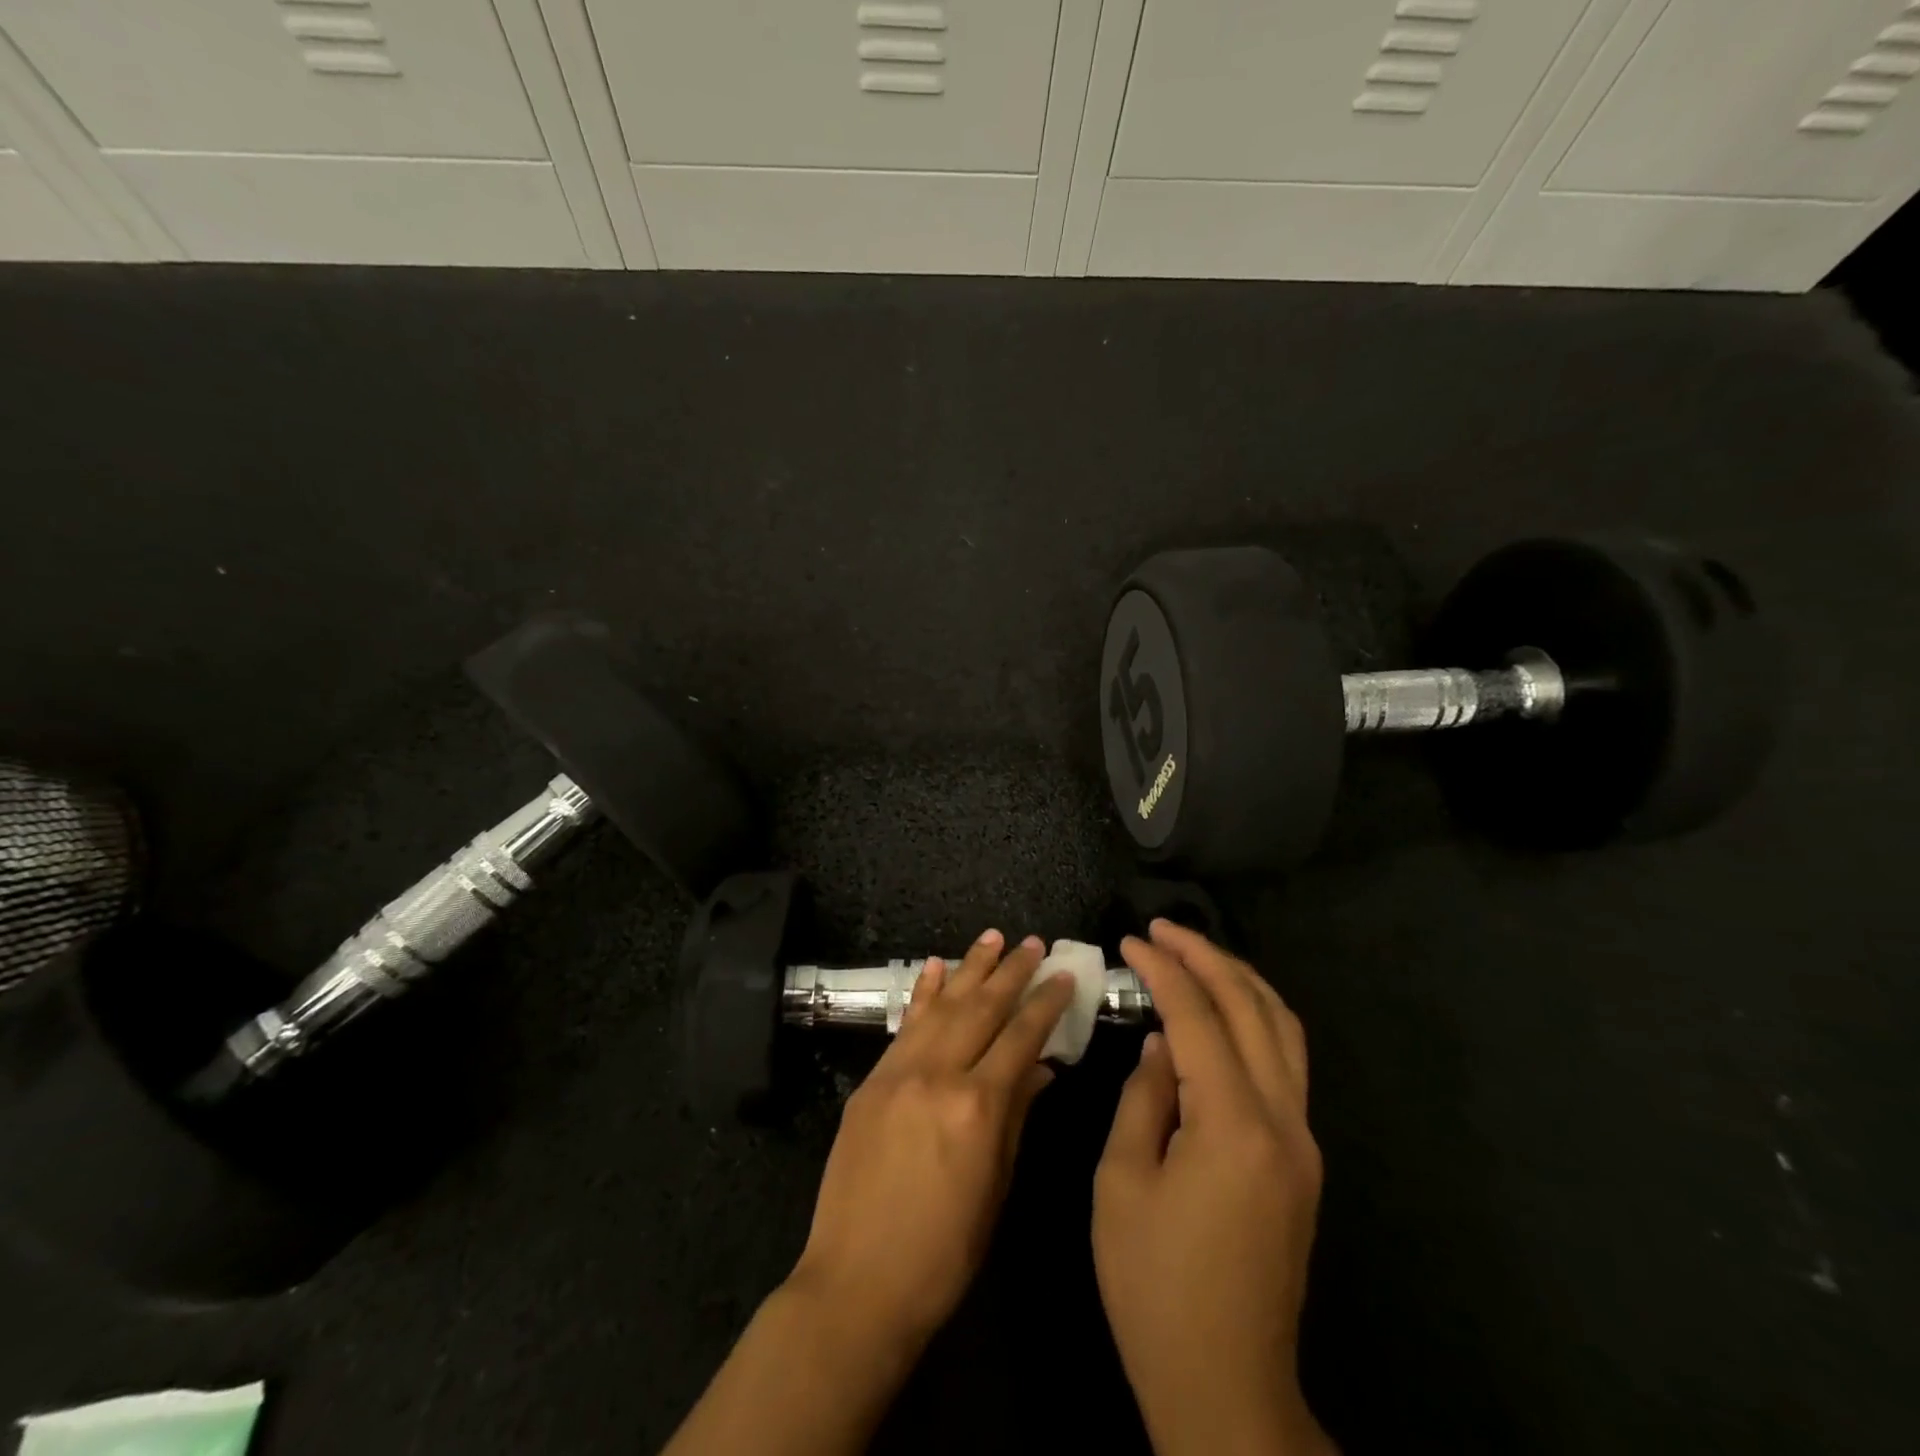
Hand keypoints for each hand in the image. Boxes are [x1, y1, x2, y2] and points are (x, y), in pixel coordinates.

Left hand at [786, 929, 1075, 1350]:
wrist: (857, 1283)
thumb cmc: (943, 1252)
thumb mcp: (995, 1187)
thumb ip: (1017, 1117)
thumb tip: (1042, 1068)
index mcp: (978, 1106)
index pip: (1020, 1038)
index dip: (1044, 1004)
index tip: (1062, 975)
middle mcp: (938, 1075)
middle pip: (982, 1009)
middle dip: (1011, 972)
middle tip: (1031, 943)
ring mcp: (898, 1073)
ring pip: (942, 1006)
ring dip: (969, 968)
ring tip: (992, 937)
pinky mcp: (870, 1081)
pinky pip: (904, 1025)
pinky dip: (922, 993)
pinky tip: (934, 966)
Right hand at [1093, 921, 1333, 1455]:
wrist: (1226, 1383)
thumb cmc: (1154, 1285)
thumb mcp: (1122, 1182)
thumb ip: (1144, 1099)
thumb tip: (1161, 1046)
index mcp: (1232, 1126)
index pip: (1198, 1017)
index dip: (1163, 970)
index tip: (1130, 940)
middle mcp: (1282, 1121)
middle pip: (1253, 1009)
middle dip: (1207, 957)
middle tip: (1163, 929)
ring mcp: (1302, 1141)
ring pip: (1284, 1030)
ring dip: (1240, 981)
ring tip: (1196, 954)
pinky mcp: (1302, 1160)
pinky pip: (1286, 1064)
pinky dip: (1255, 1019)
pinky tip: (1222, 1013)